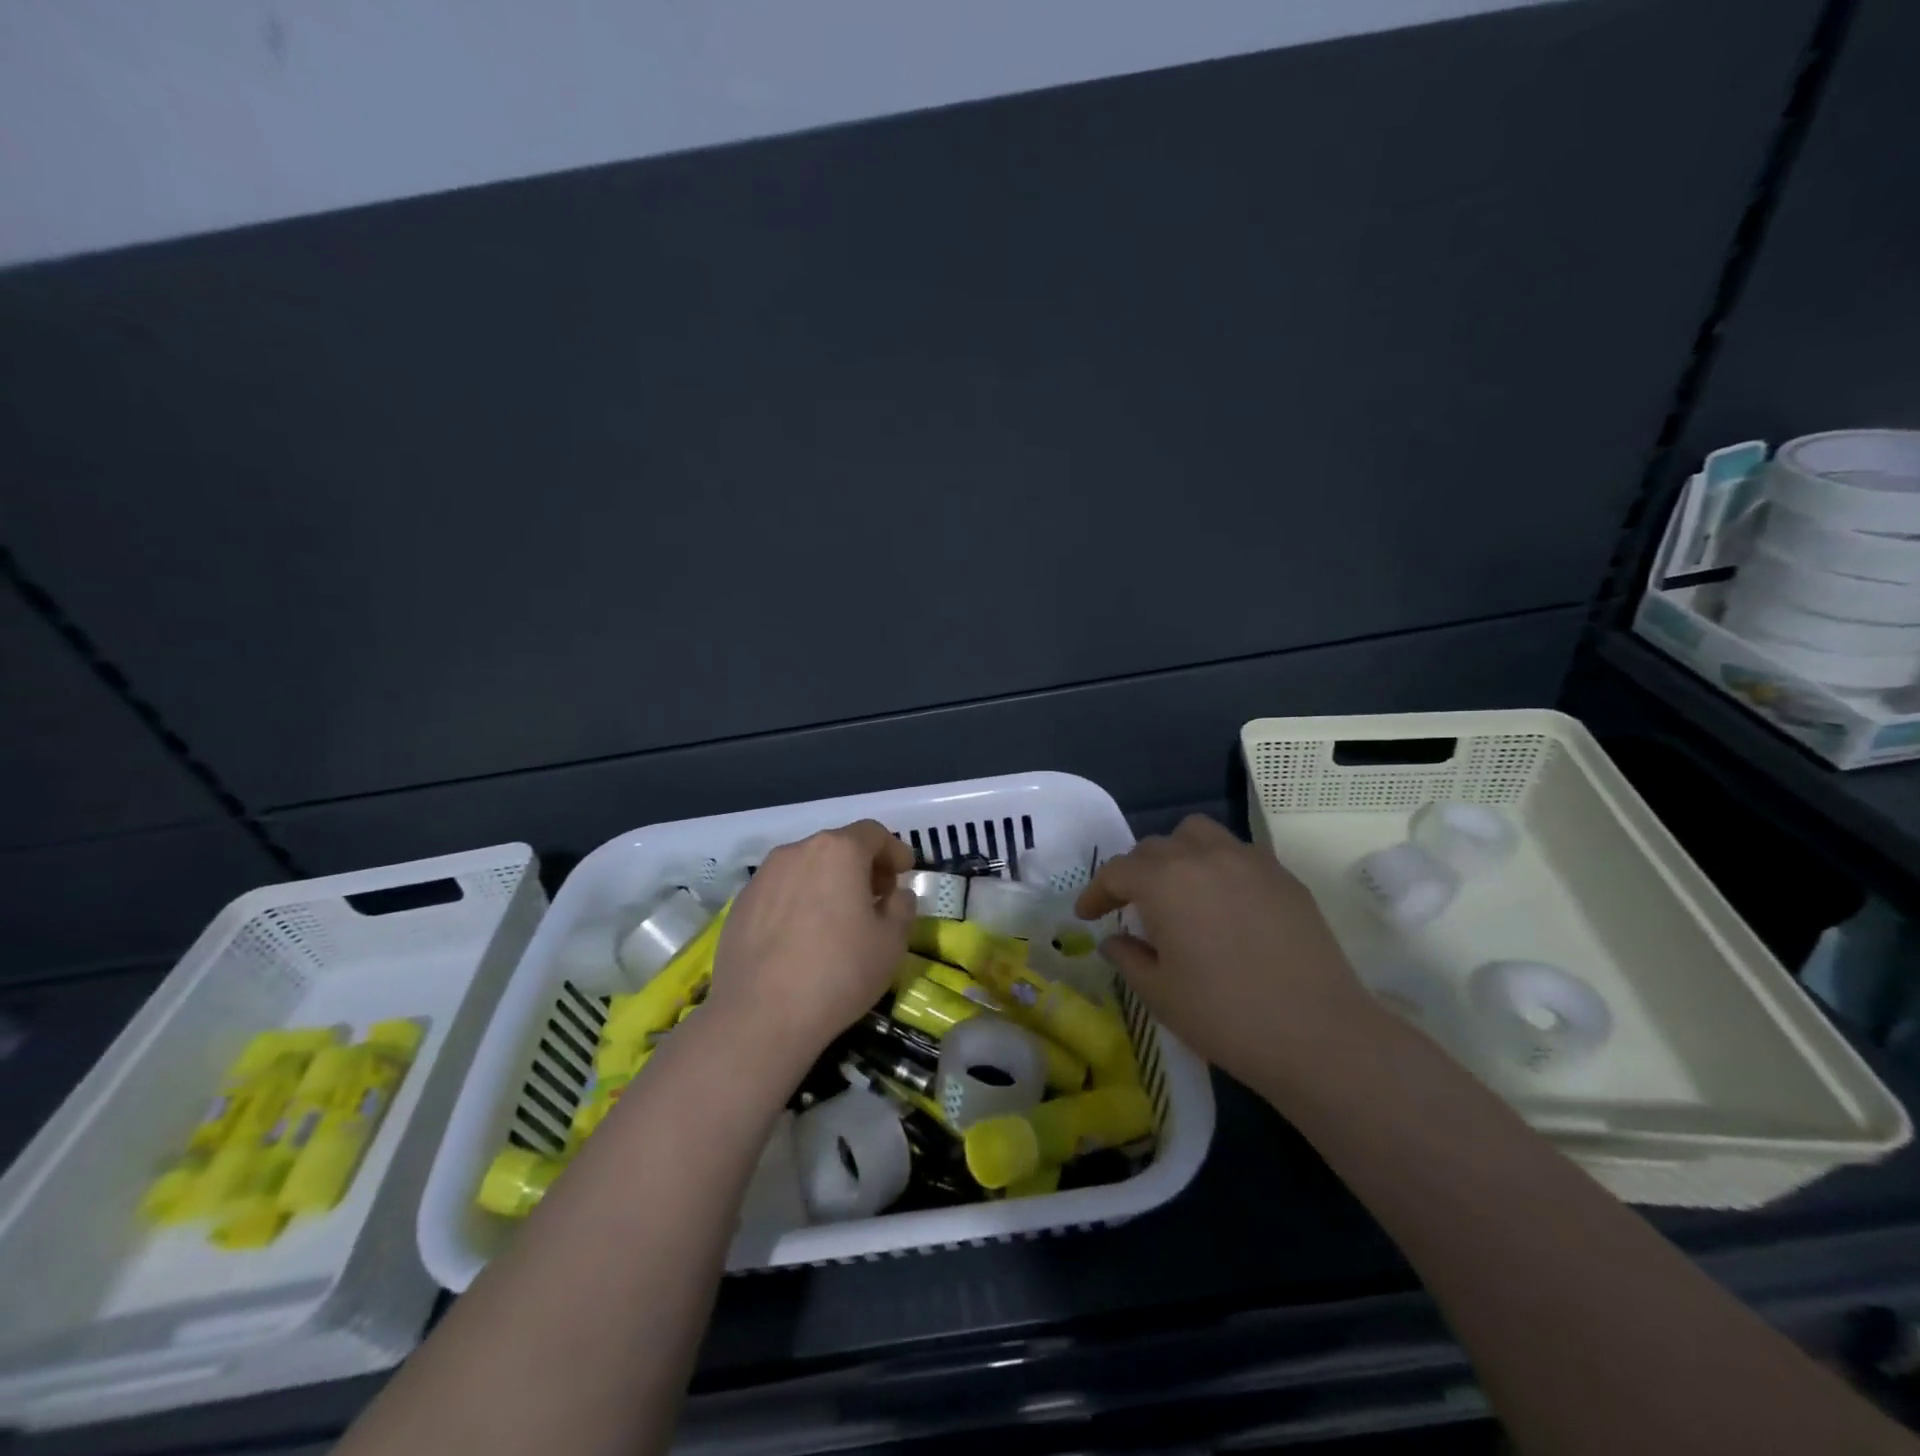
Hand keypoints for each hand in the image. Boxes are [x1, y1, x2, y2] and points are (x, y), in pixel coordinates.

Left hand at [706, 820, 915, 1082]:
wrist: (760, 1017)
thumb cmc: (838, 973)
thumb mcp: (891, 944)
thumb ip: (902, 908)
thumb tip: (896, 895)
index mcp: (838, 851)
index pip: (874, 833)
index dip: (894, 850)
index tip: (904, 873)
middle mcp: (797, 851)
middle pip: (838, 846)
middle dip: (862, 866)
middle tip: (877, 898)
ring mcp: (763, 876)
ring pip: (806, 867)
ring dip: (828, 882)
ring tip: (839, 919)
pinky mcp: (740, 904)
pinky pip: (780, 891)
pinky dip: (799, 901)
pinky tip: (802, 938)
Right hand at [1074, 815, 1383, 1094]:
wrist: (1318, 1035)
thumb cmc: (1225, 1016)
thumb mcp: (1159, 993)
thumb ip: (1128, 957)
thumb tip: (1115, 940)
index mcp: (1165, 881)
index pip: (1117, 871)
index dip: (1096, 892)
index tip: (1086, 915)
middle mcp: (1204, 857)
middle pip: (1155, 848)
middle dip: (1134, 874)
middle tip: (1129, 908)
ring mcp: (1249, 861)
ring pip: (1198, 835)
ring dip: (1177, 854)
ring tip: (1178, 890)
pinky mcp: (1283, 876)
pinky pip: (1237, 853)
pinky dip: (1217, 866)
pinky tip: (1223, 903)